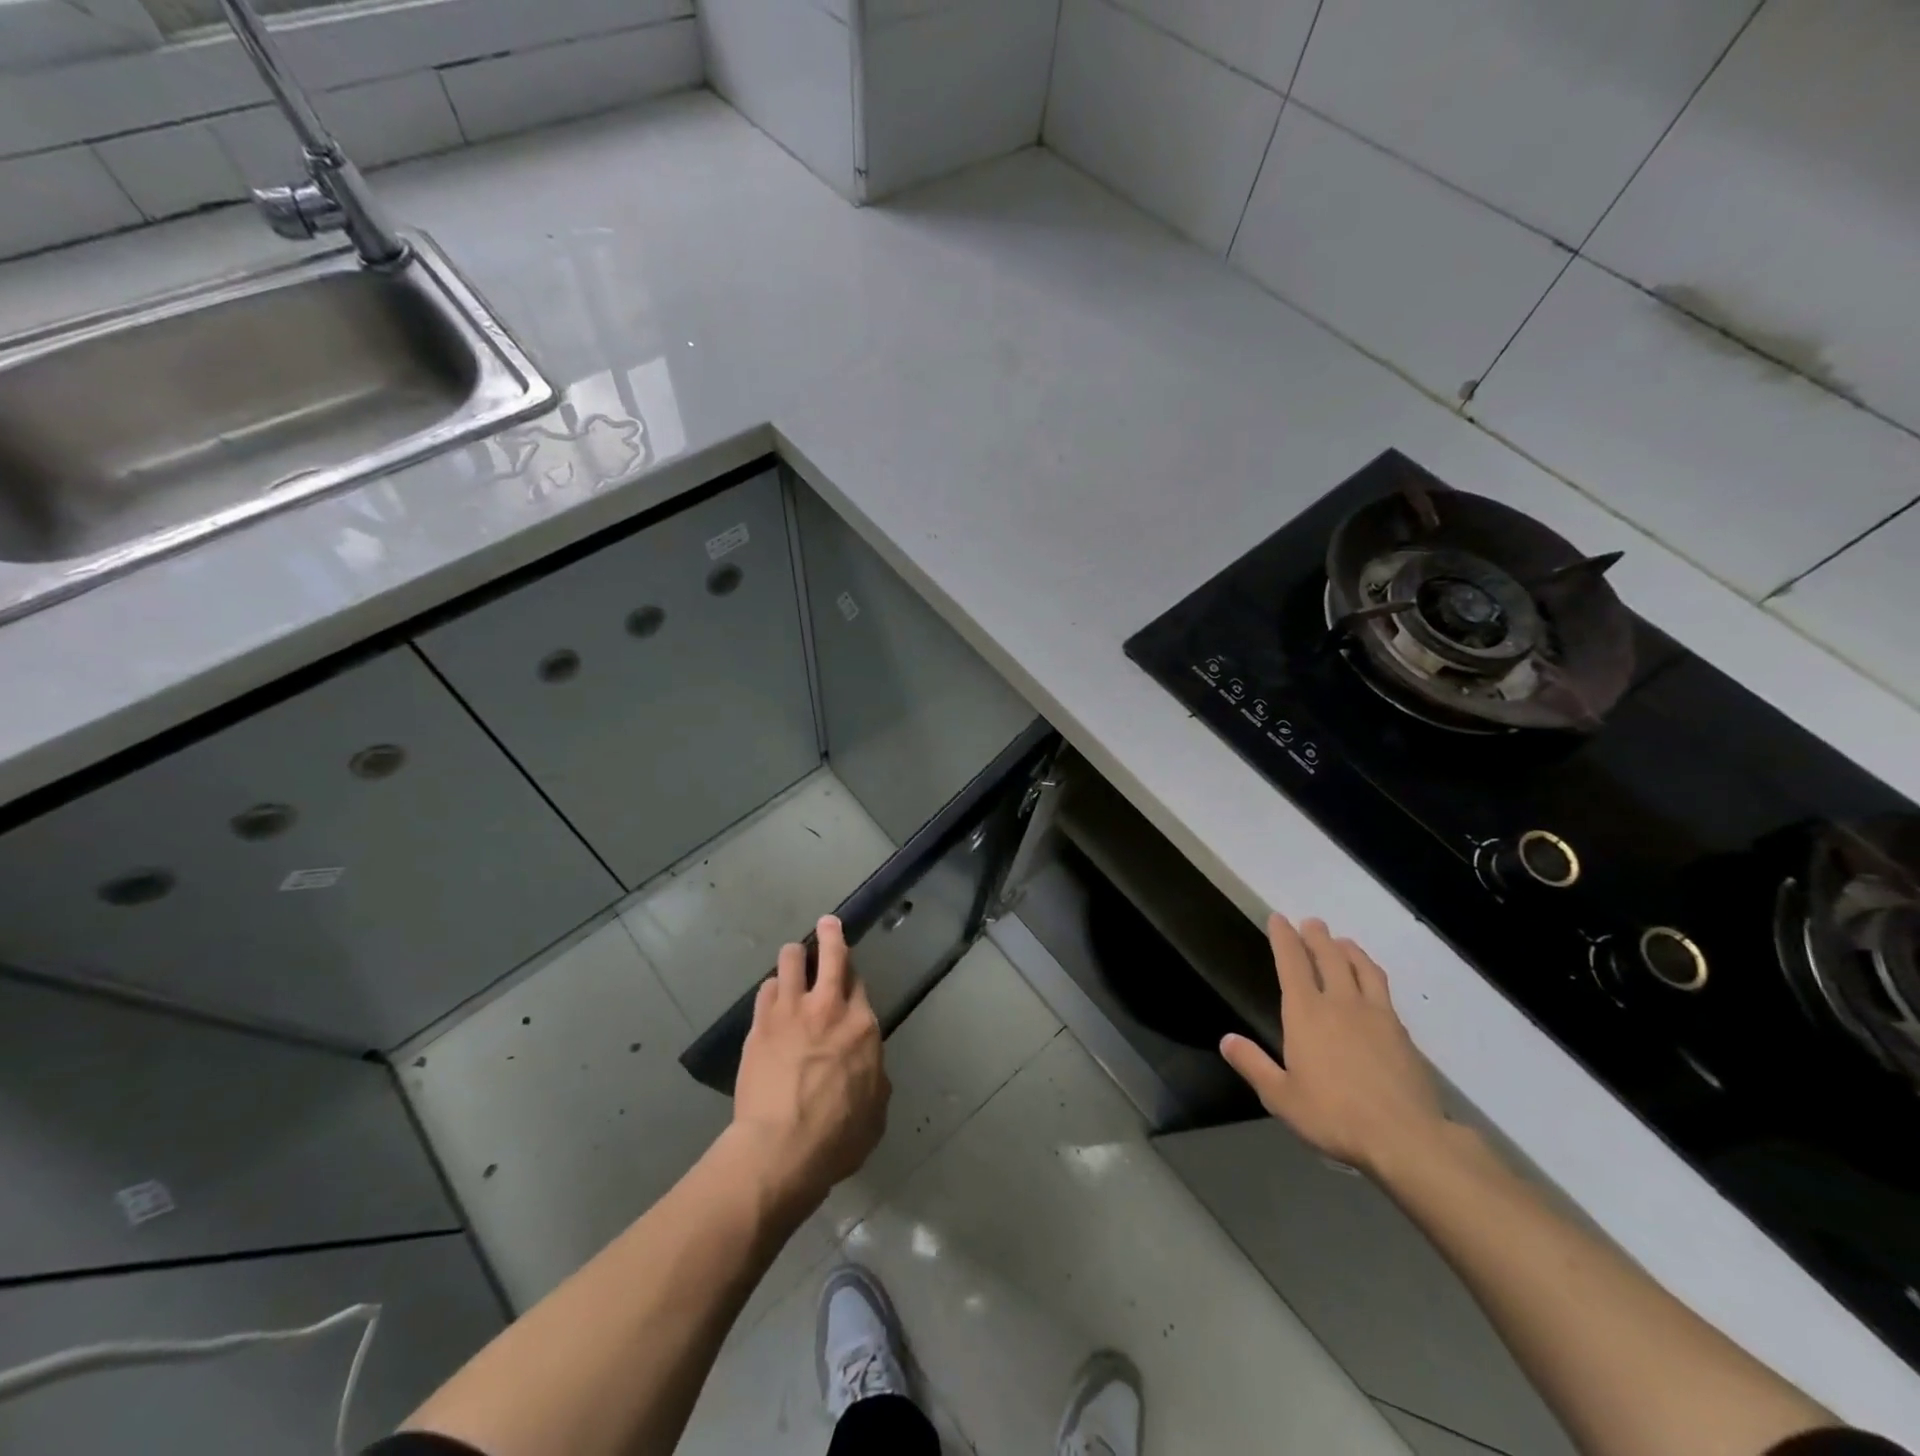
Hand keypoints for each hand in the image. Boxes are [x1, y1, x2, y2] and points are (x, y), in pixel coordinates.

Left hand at [730, 915, 888, 1212]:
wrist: (780, 1147)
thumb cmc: (837, 1137)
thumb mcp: (875, 1112)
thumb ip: (874, 1078)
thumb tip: (867, 1066)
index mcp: (862, 1026)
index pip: (859, 984)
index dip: (853, 977)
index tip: (849, 976)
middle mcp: (829, 1007)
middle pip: (832, 955)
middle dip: (830, 934)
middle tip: (827, 923)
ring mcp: (791, 1011)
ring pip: (791, 961)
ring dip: (794, 956)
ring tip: (792, 956)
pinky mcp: (761, 1023)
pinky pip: (766, 989)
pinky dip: (772, 989)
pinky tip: (772, 995)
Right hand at [1221, 915, 1447, 1177]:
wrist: (1405, 1137)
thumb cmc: (1333, 1115)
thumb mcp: (1281, 1096)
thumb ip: (1253, 1064)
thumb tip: (1227, 1040)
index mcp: (1306, 1013)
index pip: (1291, 964)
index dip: (1284, 938)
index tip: (1278, 919)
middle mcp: (1340, 1003)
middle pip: (1329, 957)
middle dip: (1316, 936)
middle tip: (1311, 922)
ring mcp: (1376, 1015)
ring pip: (1361, 968)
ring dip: (1349, 950)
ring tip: (1343, 942)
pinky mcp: (1402, 1032)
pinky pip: (1383, 990)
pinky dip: (1371, 974)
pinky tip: (1372, 984)